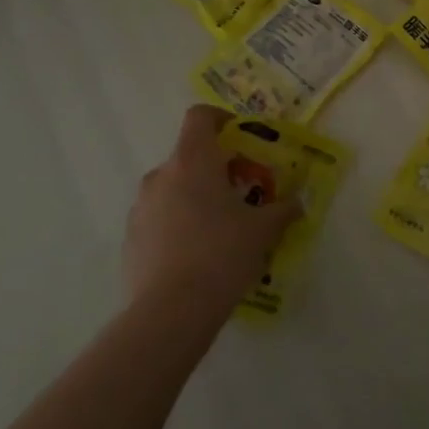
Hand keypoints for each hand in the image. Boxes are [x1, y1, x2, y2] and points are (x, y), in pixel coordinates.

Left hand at [122, 106, 301, 332]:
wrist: (170, 311)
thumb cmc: (222, 254)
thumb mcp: (263, 230)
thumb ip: (283, 210)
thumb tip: (298, 203)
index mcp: (193, 160)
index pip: (200, 117)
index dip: (221, 119)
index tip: (240, 138)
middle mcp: (162, 175)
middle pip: (189, 156)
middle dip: (215, 168)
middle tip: (241, 192)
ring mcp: (141, 207)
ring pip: (172, 188)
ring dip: (194, 197)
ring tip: (219, 228)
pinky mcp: (130, 238)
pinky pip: (158, 218)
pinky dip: (177, 224)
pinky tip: (196, 255)